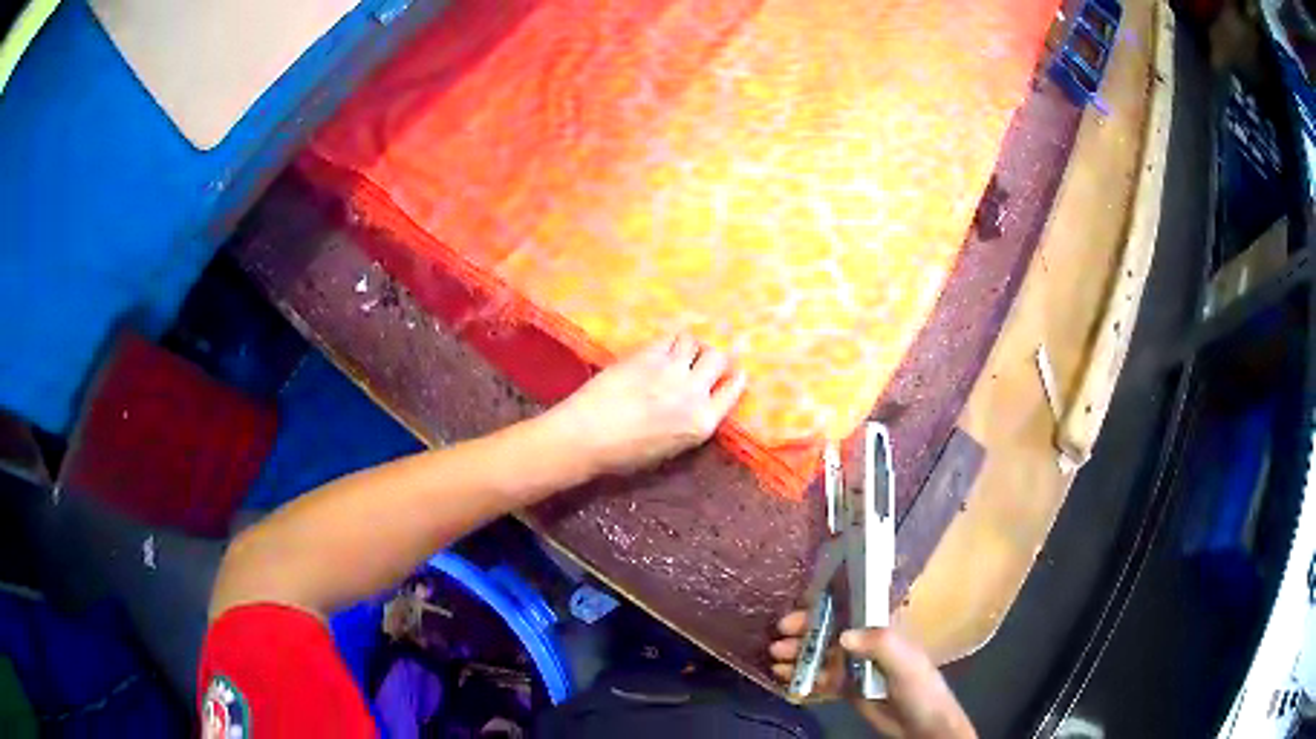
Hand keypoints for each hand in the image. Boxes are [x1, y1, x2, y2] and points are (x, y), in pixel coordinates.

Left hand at [547, 333, 746, 475]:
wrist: (587, 437)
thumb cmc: (624, 454)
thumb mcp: (670, 448)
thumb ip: (691, 423)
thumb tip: (697, 401)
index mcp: (702, 424)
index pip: (733, 390)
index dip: (734, 377)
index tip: (732, 372)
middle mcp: (694, 394)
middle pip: (718, 359)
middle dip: (713, 357)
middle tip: (701, 360)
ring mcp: (672, 371)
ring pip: (694, 342)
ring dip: (689, 346)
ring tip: (678, 352)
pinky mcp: (648, 355)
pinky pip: (669, 338)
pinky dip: (669, 342)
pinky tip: (660, 349)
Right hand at [769, 611, 976, 738]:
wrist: (921, 724)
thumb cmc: (920, 686)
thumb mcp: (905, 661)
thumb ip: (879, 644)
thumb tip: (842, 636)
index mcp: (882, 628)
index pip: (849, 608)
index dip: (823, 606)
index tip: (797, 611)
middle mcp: (866, 642)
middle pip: (829, 632)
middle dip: (804, 634)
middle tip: (778, 640)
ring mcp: (855, 665)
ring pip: (821, 655)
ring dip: (799, 656)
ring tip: (776, 661)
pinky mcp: (847, 687)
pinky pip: (820, 678)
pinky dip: (803, 677)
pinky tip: (785, 678)